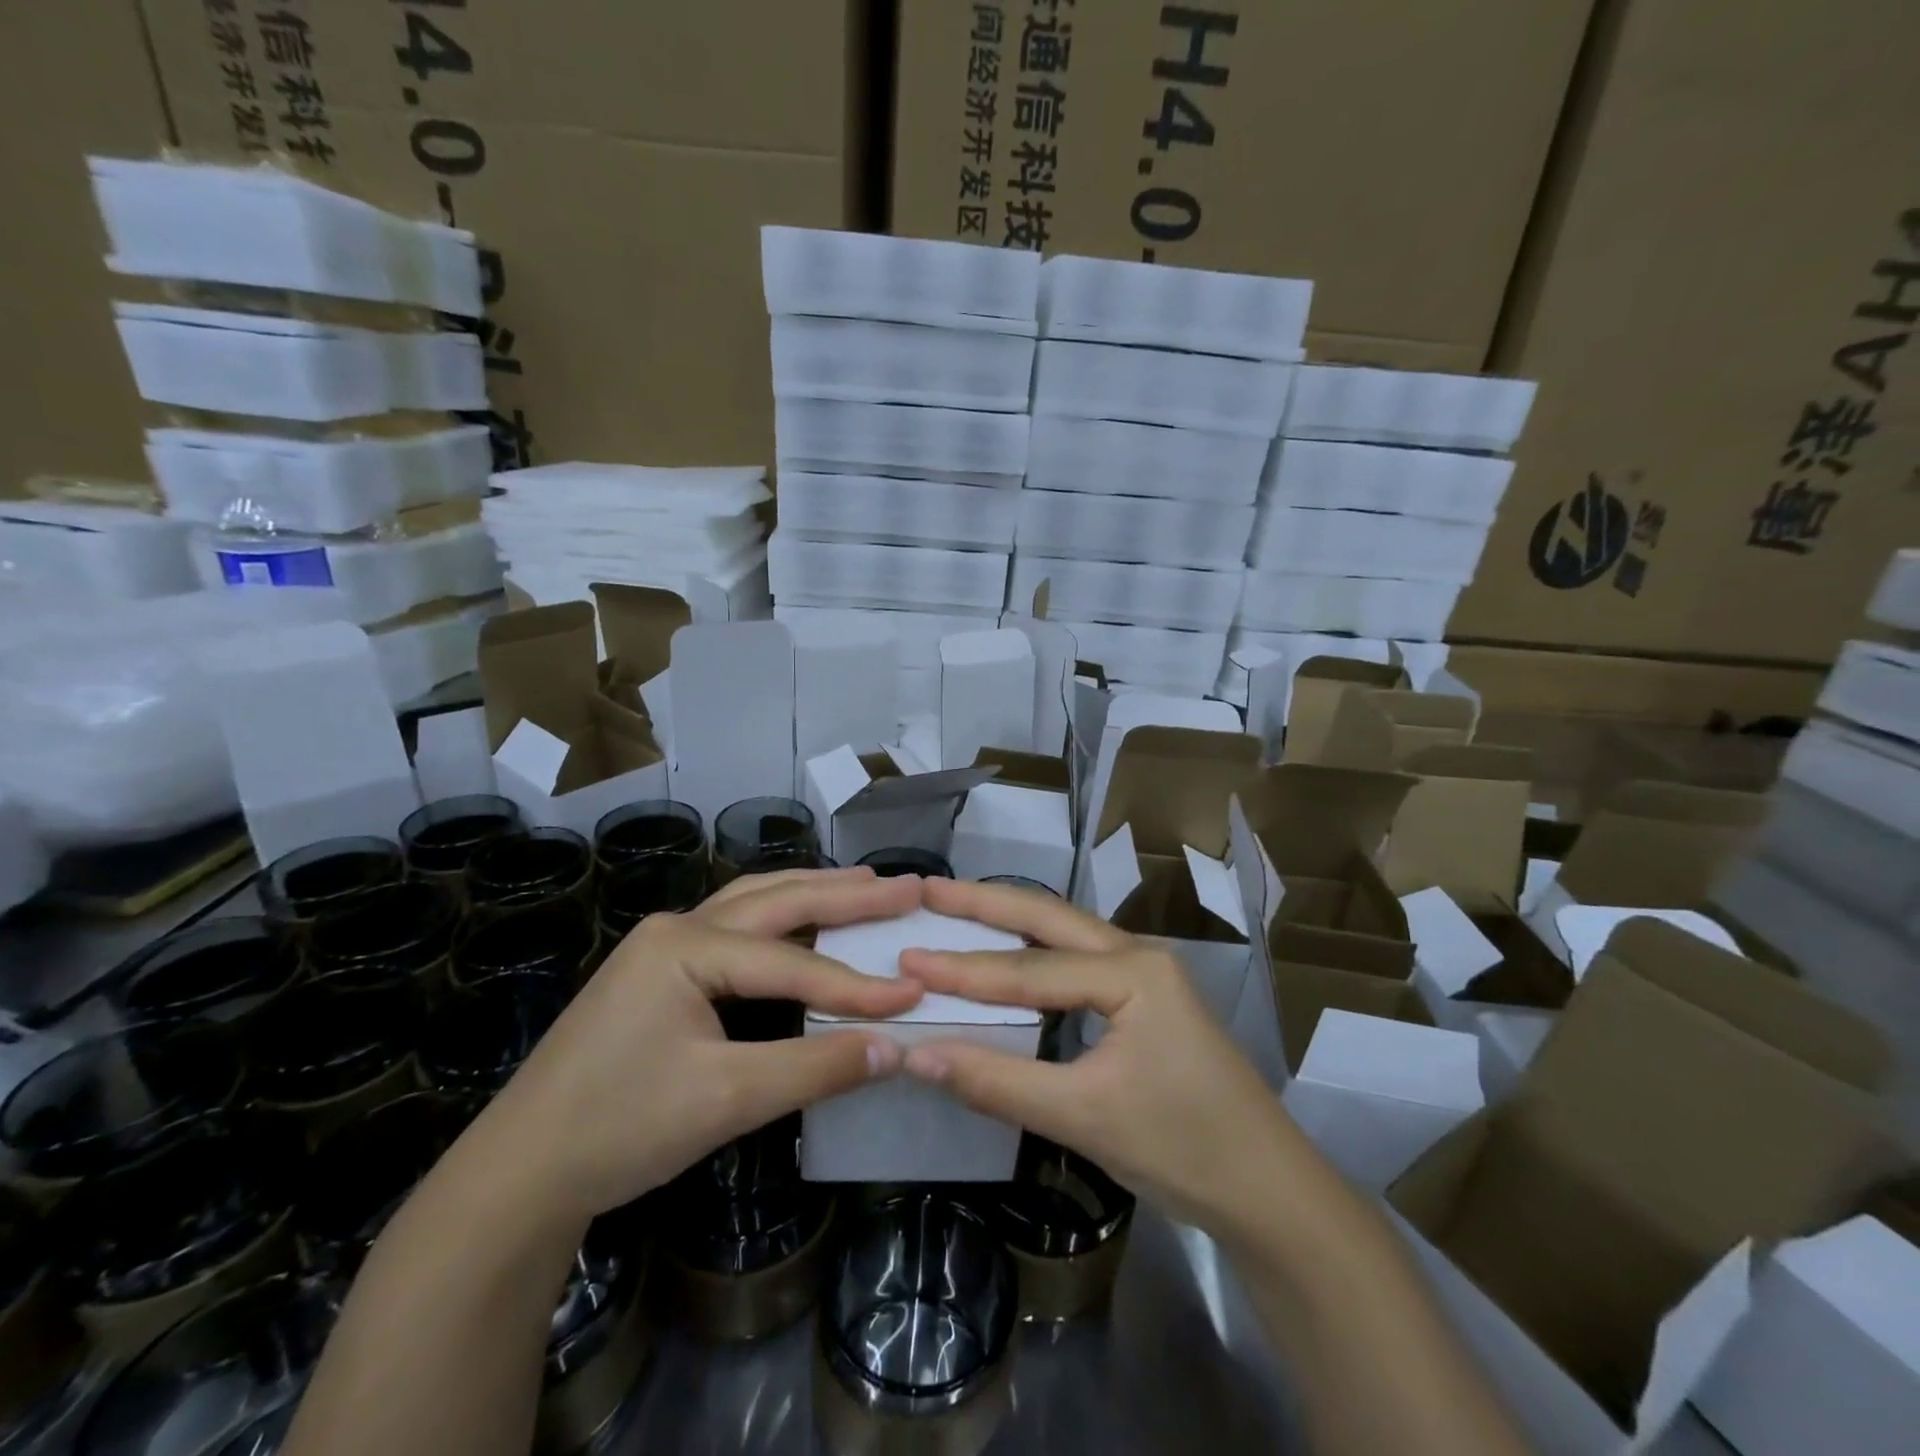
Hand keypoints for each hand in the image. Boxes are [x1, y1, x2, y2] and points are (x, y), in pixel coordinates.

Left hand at [477, 868, 924, 1226]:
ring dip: (813, 893)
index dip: (857, 984)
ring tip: (865, 885)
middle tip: (907, 886)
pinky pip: (737, 928)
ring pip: (755, 903)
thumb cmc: (619, 1128)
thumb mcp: (727, 1099)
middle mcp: (678, 927)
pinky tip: (803, 923)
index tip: (915, 993)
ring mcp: (664, 945)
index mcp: (687, 945)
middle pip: (778, 900)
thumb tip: (896, 1048)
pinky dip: (782, 920)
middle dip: (847, 895)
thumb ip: (816, 1066)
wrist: (518, 1174)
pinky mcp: (660, 971)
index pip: (793, 963)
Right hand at [899, 877, 1318, 1241]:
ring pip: (1065, 934)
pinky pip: (1077, 962)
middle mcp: (1138, 955)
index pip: (1029, 969)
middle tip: (929, 890)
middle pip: (1049, 918)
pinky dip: (1034, 954)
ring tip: (957, 907)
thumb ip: (996, 1082)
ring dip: (1010, 920)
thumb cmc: (1182, 1148)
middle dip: (986, 903)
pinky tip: (1008, 955)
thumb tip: (916, 1055)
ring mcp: (1145, 974)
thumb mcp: (1083, 1116)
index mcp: (1132, 971)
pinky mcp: (1145, 998)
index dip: (963, 970)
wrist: (1269, 1193)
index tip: (905, 957)